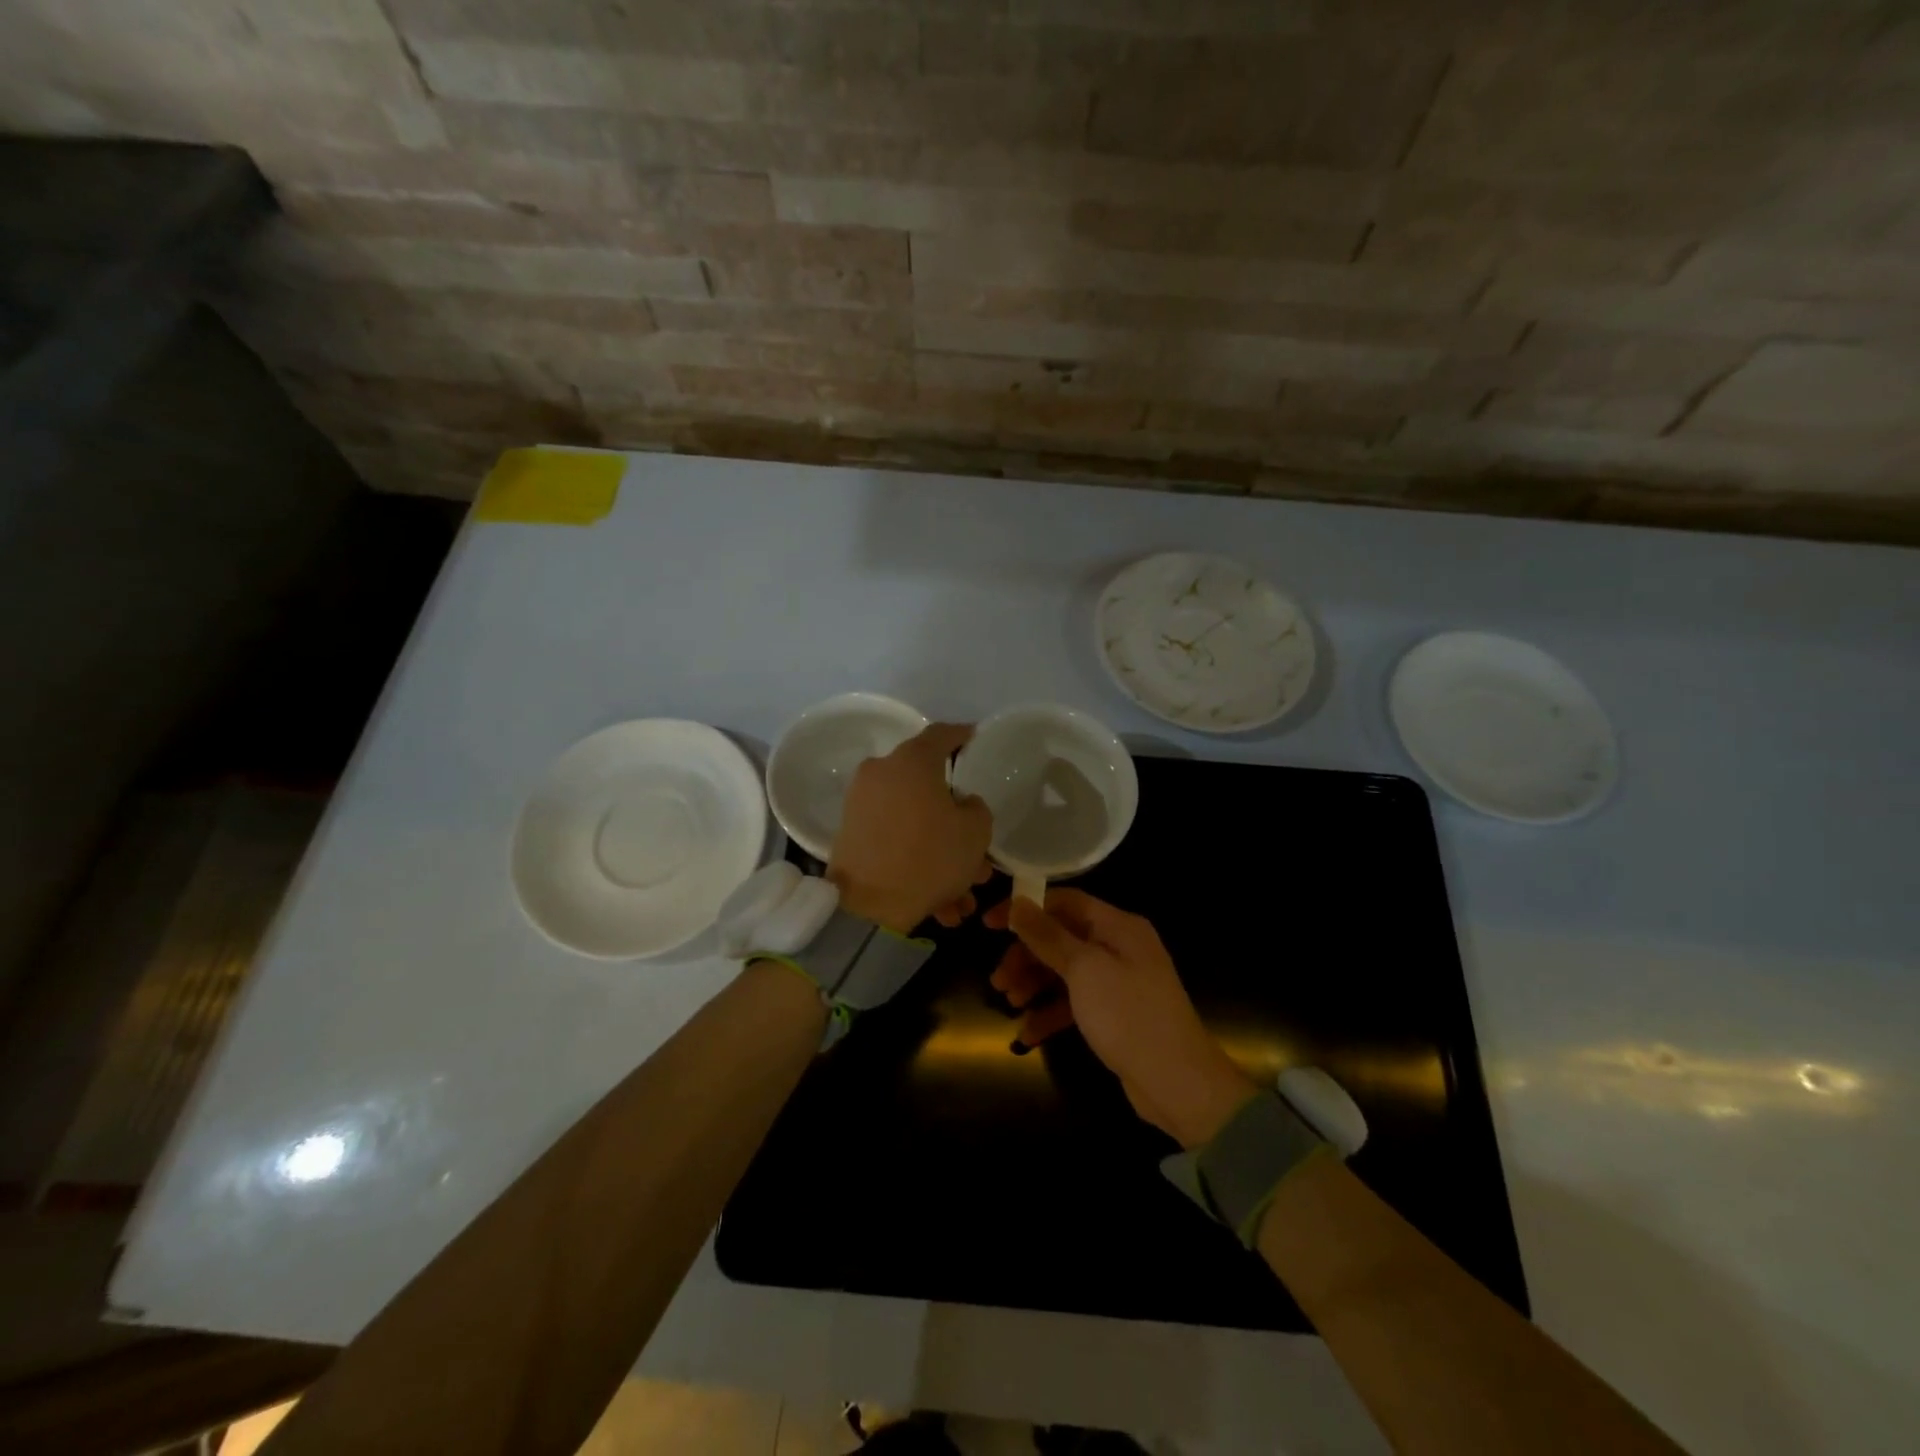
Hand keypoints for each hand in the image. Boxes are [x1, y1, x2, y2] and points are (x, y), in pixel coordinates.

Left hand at [828, 723, 993, 934]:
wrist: (867, 906)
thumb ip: (975, 808)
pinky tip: (940, 902)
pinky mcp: (851, 833)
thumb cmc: (929, 858)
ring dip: (939, 850)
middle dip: (955, 817)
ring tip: (962, 892)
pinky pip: (894, 839)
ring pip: (913, 821)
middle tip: (977, 845)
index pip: (942, 734)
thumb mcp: (975, 832)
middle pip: (927, 786)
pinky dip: (916, 861)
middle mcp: (882, 772)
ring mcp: (861, 802)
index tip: (975, 738)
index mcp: (913, 761)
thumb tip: (961, 803)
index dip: (962, 735)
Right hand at [985, 889, 1258, 1147]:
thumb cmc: (1128, 1015)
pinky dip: (1050, 1013)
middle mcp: (1119, 947)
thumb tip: (1018, 902)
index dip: (1026, 908)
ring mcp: (1118, 982)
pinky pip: (1074, 1003)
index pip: (1065, 902)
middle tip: (998, 979)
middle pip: (1061, 938)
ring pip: (1065, 971)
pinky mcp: (1114, 1014)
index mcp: (1118, 926)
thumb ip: (1048, 935)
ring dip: (1034, 984)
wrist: (1177, 1083)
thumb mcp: (1083, 970)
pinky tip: (1027, 1034)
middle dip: (1026, 956)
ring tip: (1009, 1002)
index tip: (989, 924)